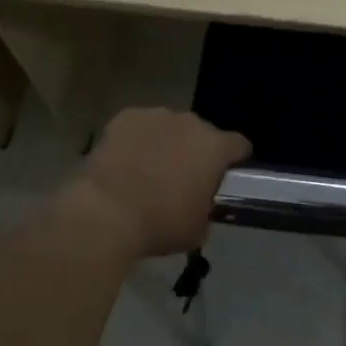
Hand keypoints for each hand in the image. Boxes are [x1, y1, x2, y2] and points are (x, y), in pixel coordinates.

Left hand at [68, 108, 250, 259]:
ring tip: (149, 170)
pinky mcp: (126, 117)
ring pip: (170, 127)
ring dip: (166, 143)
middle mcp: (190, 123)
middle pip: (202, 133)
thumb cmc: (160, 224)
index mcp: (215, 147)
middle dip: (196, 151)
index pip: (239, 145)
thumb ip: (207, 210)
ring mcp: (156, 116)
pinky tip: (125, 161)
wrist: (106, 212)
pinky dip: (137, 140)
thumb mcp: (197, 230)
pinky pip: (139, 126)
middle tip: (182, 178)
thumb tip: (202, 206)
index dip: (236, 160)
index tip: (226, 176)